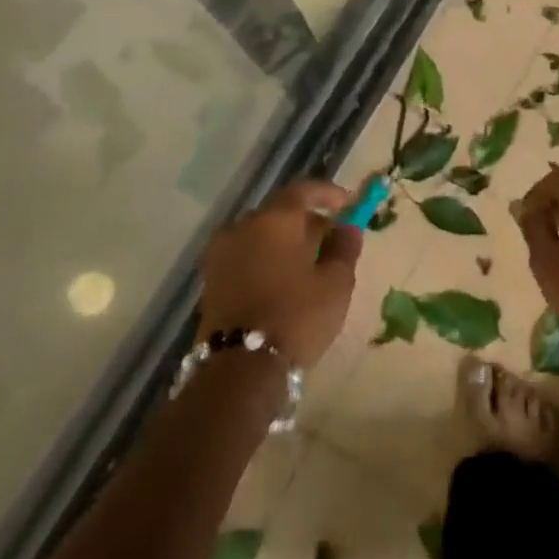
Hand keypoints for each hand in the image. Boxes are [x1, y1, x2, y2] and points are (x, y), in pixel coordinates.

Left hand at [198, 180, 360, 368]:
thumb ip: (344, 249)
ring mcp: (221, 253)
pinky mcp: (211, 280)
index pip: (302, 190)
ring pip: (260, 235)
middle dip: (306, 221)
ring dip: (284, 242)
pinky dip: (265, 259)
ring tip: (308, 264)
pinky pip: (245, 256)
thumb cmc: (297, 317)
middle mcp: (242, 227)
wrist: (240, 368)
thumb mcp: (336, 283)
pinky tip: (283, 281)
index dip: (327, 193)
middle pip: (279, 213)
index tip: (348, 204)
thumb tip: (347, 228)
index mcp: (275, 220)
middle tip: (331, 239)